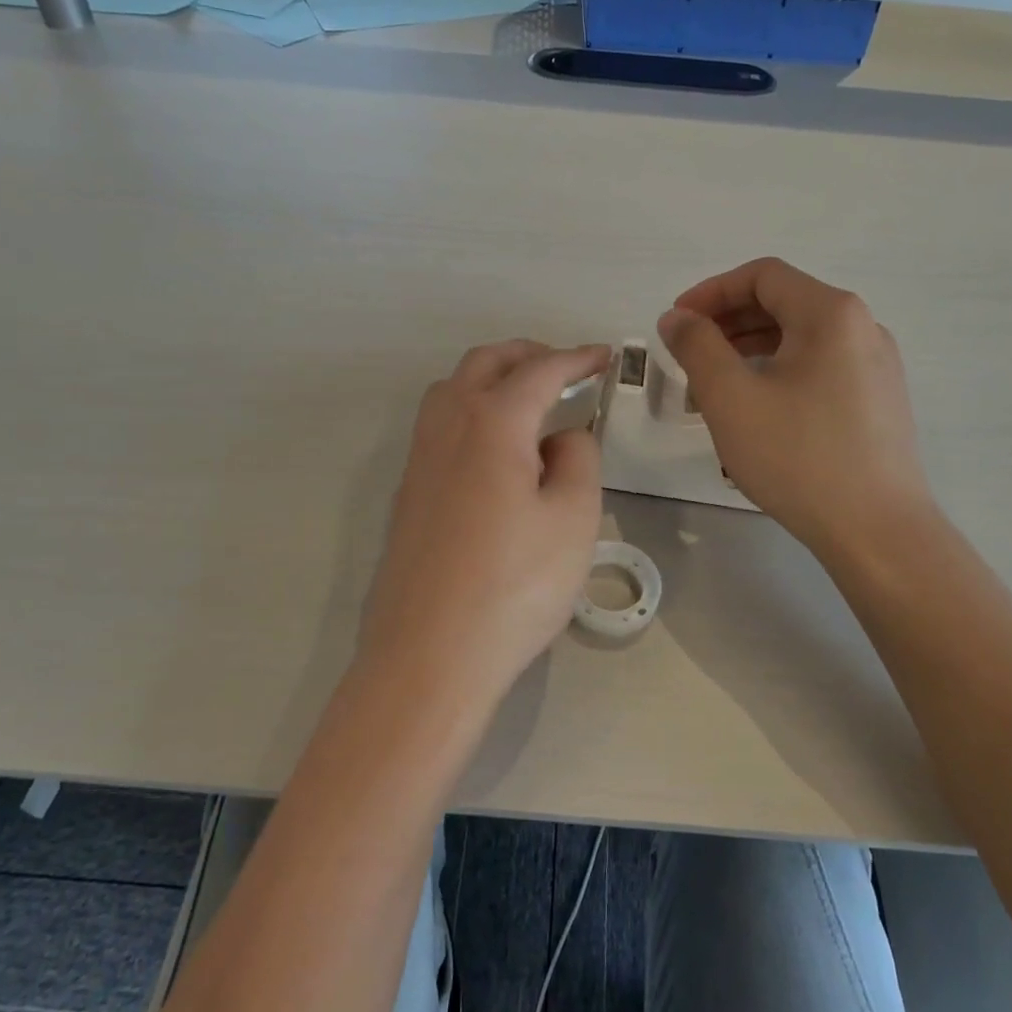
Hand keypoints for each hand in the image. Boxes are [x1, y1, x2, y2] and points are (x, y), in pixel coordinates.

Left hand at [359, 341, 609, 705]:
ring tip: (529, 401)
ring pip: (452, 390)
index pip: (539, 371)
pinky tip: (494, 450)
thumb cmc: (514, 587)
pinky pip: (439, 426)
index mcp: (492, 423)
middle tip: (565, 368)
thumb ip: (578, 460)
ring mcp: (419, 460)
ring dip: (491, 378)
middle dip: (527, 355)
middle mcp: (447, 427)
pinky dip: (471, 411)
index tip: (603, 356)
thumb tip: (563, 436)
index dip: (576, 358)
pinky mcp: (408, 493)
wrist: (428, 656)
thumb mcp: (573, 520)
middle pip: (484, 364)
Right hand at [657, 258, 933, 555]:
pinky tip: (755, 409)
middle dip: (727, 322)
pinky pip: (819, 367)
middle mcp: (862, 327)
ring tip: (712, 387)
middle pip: (783, 303)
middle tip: (688, 354)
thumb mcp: (731, 399)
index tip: (676, 323)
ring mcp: (876, 365)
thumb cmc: (798, 457)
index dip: (711, 292)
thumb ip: (696, 347)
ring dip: (749, 350)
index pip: (763, 276)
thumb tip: (676, 318)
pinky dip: (778, 372)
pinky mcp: (878, 400)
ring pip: (800, 338)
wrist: (877, 531)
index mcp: (831, 313)